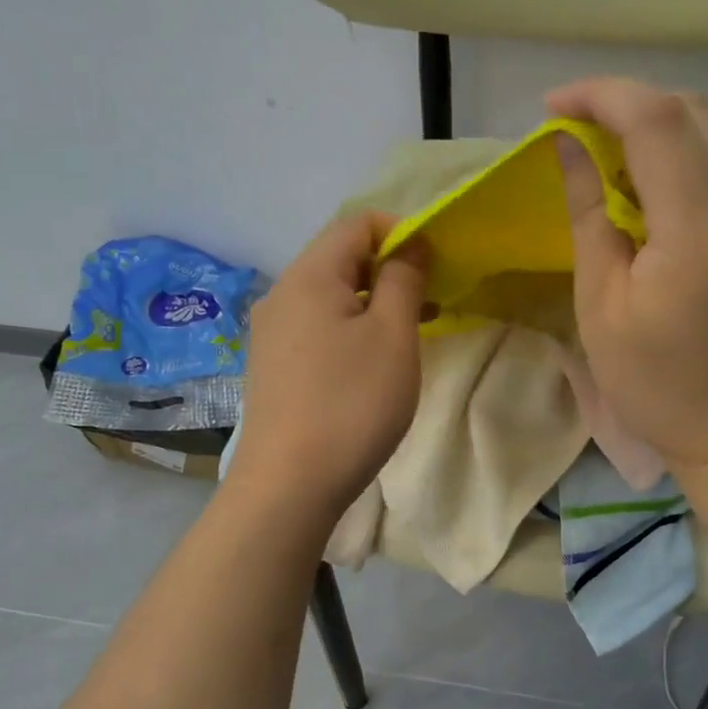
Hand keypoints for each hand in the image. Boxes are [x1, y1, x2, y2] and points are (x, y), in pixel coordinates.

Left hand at [229, 212, 428, 521]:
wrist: (288, 485)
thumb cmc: (351, 404)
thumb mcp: (392, 336)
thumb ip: (403, 279)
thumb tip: (410, 245)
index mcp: (309, 275)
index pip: (357, 223)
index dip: (402, 233)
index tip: (435, 268)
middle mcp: (282, 294)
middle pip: (341, 257)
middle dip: (390, 270)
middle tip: (430, 303)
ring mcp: (272, 331)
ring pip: (330, 295)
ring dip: (374, 302)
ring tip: (409, 333)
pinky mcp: (273, 365)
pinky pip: (317, 325)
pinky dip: (351, 328)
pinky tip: (371, 362)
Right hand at [550, 77, 707, 474]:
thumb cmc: (656, 387)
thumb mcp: (602, 307)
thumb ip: (589, 215)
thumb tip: (569, 146)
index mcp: (701, 235)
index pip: (657, 121)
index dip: (602, 96)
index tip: (556, 106)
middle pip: (694, 112)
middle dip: (630, 104)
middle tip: (580, 130)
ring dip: (662, 129)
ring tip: (613, 158)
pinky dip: (692, 159)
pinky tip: (660, 189)